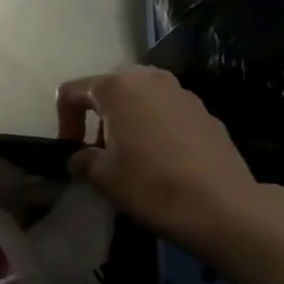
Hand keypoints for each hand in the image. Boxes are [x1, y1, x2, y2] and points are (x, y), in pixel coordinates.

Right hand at [56, 67, 283, 248]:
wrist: (220, 205)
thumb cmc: (150, 184)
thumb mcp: (102, 176)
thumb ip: (82, 159)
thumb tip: (80, 157)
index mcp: (117, 87)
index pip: (72, 92)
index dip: (63, 121)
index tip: (70, 150)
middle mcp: (149, 78)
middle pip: (110, 88)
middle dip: (97, 116)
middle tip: (98, 149)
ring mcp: (182, 92)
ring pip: (141, 98)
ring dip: (127, 120)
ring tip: (130, 155)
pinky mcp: (206, 112)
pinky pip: (167, 112)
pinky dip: (155, 127)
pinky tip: (161, 160)